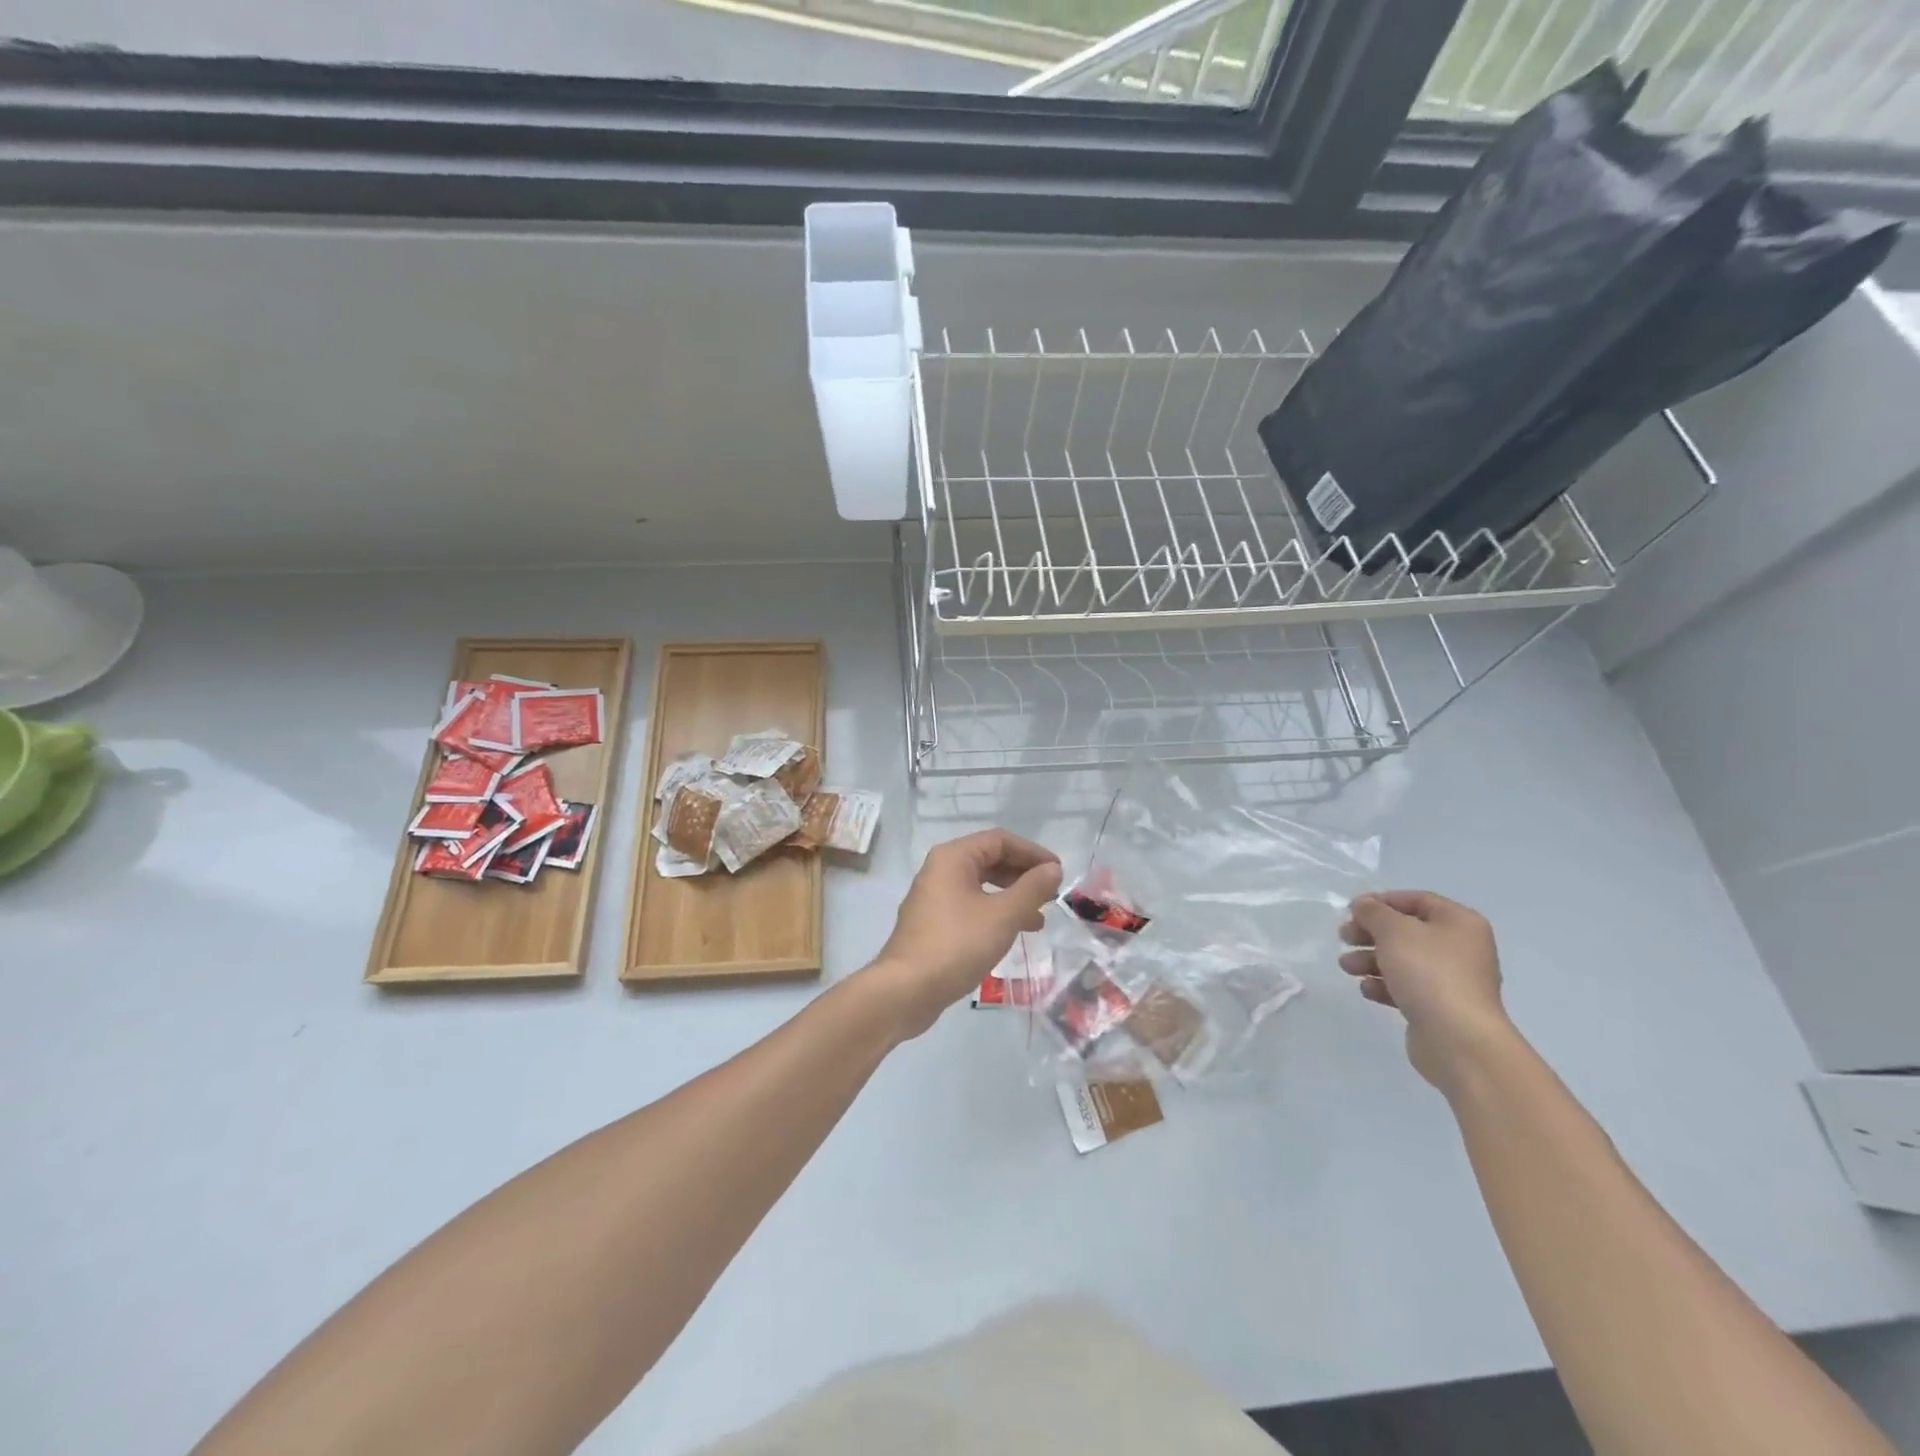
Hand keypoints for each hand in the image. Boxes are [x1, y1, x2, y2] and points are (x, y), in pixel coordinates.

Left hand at [866, 829, 1062, 1038]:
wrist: (905, 990)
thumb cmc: (956, 945)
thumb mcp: (1002, 916)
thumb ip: (1031, 889)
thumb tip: (1053, 869)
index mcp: (953, 857)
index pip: (1000, 840)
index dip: (1032, 853)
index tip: (1058, 872)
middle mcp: (940, 869)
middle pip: (989, 860)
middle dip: (1023, 875)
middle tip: (1051, 895)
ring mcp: (934, 897)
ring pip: (981, 885)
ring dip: (1011, 897)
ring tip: (1038, 919)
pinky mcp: (933, 922)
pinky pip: (970, 905)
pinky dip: (994, 913)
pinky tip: (1011, 933)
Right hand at [1339, 890, 1513, 1091]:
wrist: (1459, 1039)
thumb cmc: (1428, 972)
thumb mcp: (1393, 930)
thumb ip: (1373, 912)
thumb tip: (1363, 905)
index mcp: (1459, 923)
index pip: (1417, 900)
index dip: (1382, 901)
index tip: (1351, 910)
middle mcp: (1460, 948)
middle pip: (1407, 931)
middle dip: (1371, 933)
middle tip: (1344, 937)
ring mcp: (1452, 980)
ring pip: (1403, 960)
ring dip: (1371, 959)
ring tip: (1347, 967)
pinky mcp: (1440, 1007)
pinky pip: (1407, 987)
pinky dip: (1384, 984)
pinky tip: (1367, 990)